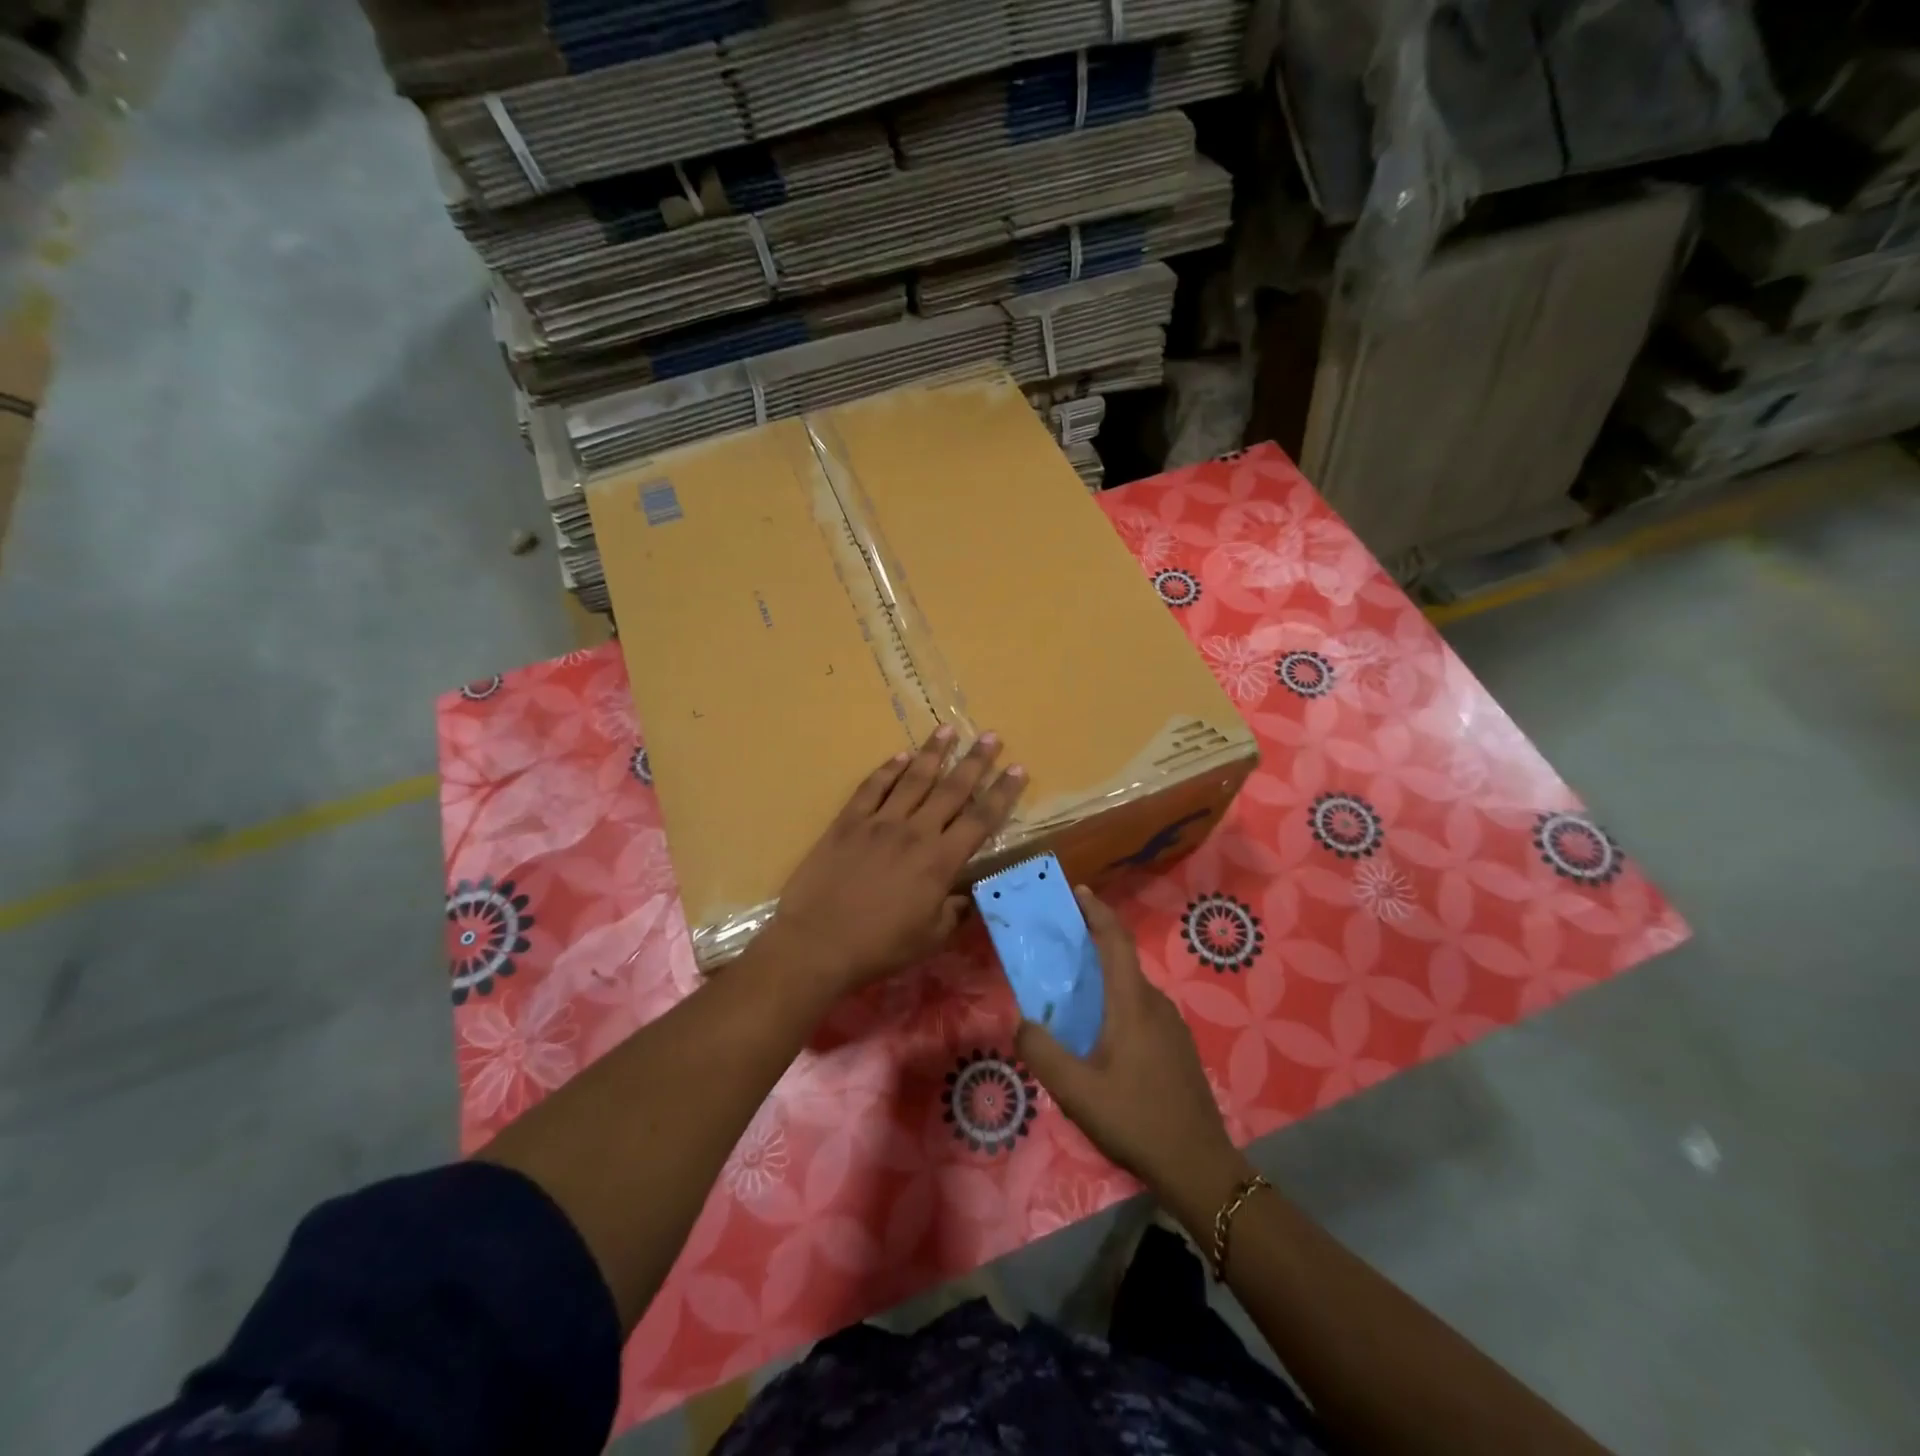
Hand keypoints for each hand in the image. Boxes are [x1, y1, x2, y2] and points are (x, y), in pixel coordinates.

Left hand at [766, 725, 1025, 1000]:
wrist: (817, 943)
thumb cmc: (879, 946)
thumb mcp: (930, 938)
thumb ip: (954, 912)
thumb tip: (967, 895)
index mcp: (940, 861)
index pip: (981, 819)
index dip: (1002, 793)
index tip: (1018, 769)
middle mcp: (915, 832)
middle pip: (952, 789)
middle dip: (975, 761)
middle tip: (991, 736)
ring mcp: (879, 822)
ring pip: (913, 779)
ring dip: (933, 753)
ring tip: (948, 730)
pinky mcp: (848, 822)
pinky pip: (872, 787)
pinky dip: (887, 769)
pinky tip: (900, 755)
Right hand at [1017, 888, 1241, 1201]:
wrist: (1199, 1167)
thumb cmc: (1135, 1120)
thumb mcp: (1076, 1091)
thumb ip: (1042, 1051)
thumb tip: (1023, 1021)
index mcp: (1132, 1003)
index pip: (1115, 940)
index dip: (1097, 911)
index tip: (1077, 891)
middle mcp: (1155, 1004)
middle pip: (1122, 960)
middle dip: (1093, 944)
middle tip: (1059, 945)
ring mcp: (1172, 1026)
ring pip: (1131, 988)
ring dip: (1104, 977)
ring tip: (1072, 992)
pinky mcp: (1177, 1047)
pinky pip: (1141, 1009)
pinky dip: (1116, 1002)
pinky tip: (1100, 1035)